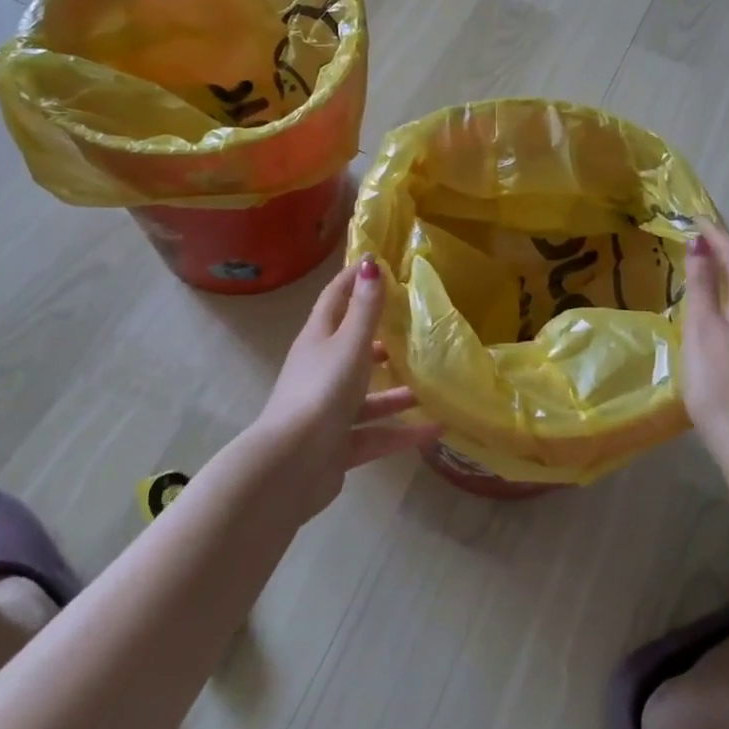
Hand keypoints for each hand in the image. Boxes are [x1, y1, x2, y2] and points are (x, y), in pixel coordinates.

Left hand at [252, 256, 441, 519]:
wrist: (290, 467)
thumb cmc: (321, 391)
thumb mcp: (349, 344)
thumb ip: (365, 309)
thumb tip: (370, 262)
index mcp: (318, 339)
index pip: (335, 298)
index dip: (354, 279)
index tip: (380, 262)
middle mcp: (322, 370)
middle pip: (353, 347)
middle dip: (383, 337)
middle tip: (418, 326)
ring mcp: (329, 410)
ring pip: (369, 395)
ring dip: (399, 391)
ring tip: (435, 384)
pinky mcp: (339, 445)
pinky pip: (377, 433)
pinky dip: (404, 431)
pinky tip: (437, 428)